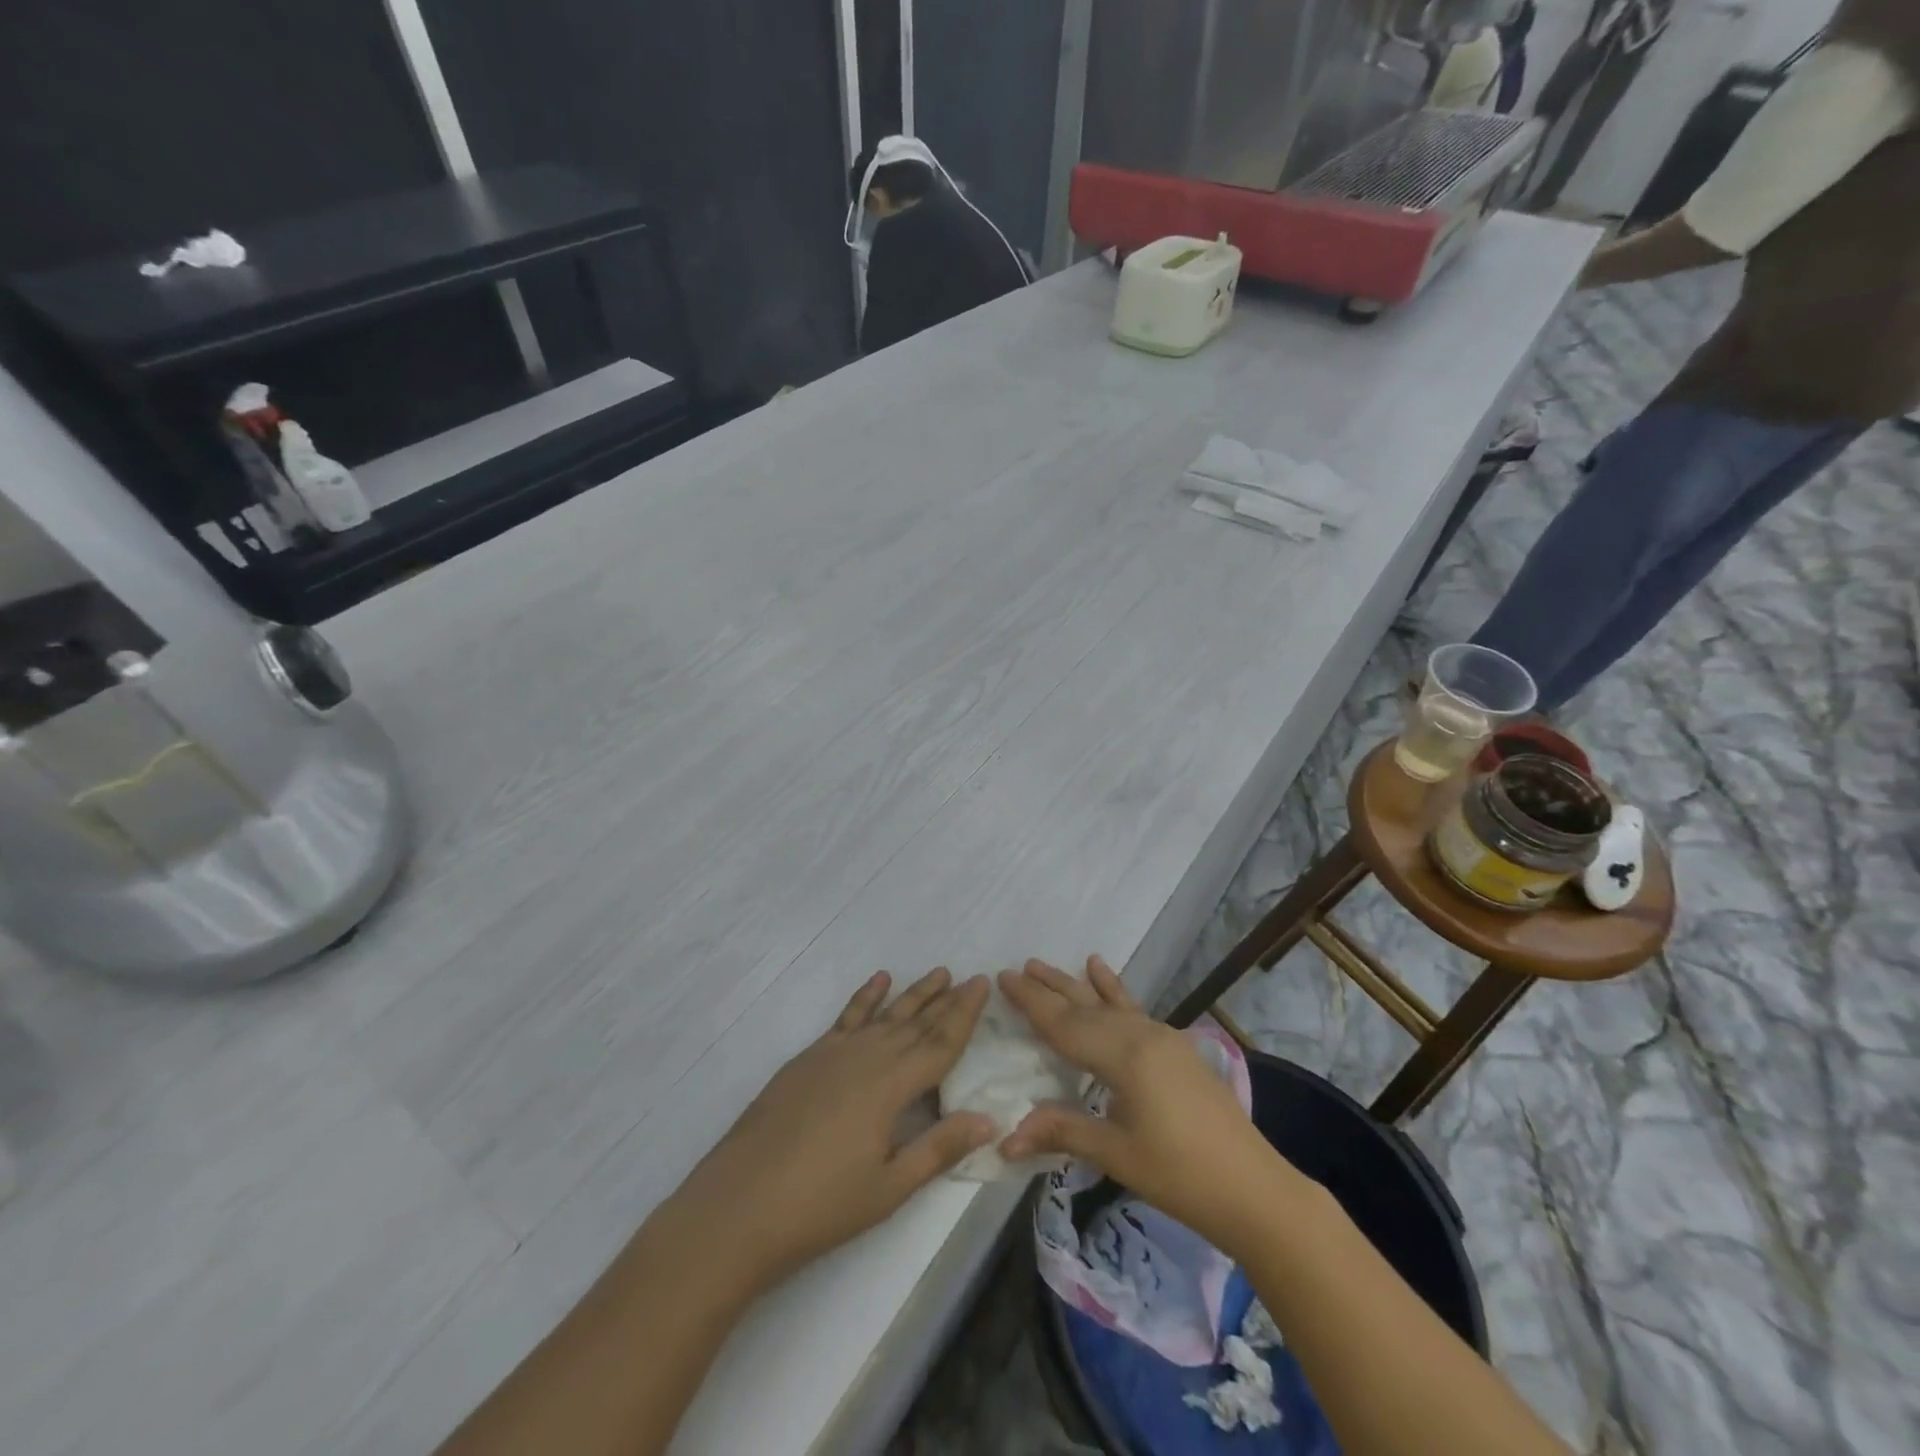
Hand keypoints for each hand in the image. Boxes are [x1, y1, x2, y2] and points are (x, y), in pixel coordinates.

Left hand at [664, 968, 994, 1294]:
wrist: (737, 1206)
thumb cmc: (821, 1206)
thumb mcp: (889, 1187)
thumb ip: (939, 1148)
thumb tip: (989, 1119)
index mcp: (891, 1086)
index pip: (940, 1043)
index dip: (964, 1015)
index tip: (982, 984)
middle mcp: (866, 1058)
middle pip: (915, 1023)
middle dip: (945, 1000)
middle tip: (969, 976)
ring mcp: (833, 1054)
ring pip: (884, 1015)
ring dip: (913, 994)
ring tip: (936, 973)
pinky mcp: (808, 1059)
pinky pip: (846, 1018)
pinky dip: (865, 998)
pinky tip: (878, 981)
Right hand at [998, 957, 1302, 1252]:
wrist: (1254, 1188)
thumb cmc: (1181, 1176)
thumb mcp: (1117, 1154)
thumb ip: (1063, 1132)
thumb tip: (1005, 1138)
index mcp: (1125, 1056)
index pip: (1066, 1025)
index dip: (1032, 1003)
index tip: (1002, 978)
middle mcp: (1142, 1035)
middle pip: (1084, 1008)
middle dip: (1048, 989)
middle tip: (1015, 969)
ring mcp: (1161, 1037)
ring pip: (1107, 1004)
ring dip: (1074, 985)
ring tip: (1044, 964)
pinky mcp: (1174, 1047)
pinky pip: (1133, 1009)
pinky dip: (1113, 989)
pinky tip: (1100, 968)